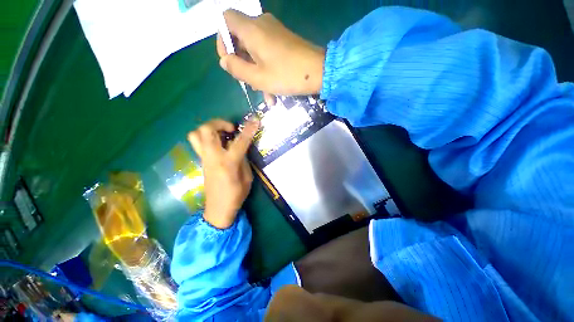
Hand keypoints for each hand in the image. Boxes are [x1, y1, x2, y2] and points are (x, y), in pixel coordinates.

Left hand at [187, 119, 259, 228]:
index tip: (255, 120)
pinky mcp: (201, 161)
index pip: (240, 141)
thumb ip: (244, 160)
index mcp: (228, 163)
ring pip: (197, 134)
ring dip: (210, 128)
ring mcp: (204, 158)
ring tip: (223, 134)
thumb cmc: (236, 195)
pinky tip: (220, 143)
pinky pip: (199, 142)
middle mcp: (213, 157)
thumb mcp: (247, 177)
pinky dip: (208, 137)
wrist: (218, 209)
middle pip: (207, 130)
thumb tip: (242, 147)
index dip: (248, 129)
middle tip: (231, 129)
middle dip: (220, 123)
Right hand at [217, 10, 324, 97]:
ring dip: (257, 73)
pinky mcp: (284, 42)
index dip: (223, 40)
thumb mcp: (258, 78)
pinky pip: (268, 54)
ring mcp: (275, 33)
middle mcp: (262, 25)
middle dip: (242, 63)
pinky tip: (274, 93)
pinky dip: (267, 71)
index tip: (229, 61)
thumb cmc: (287, 75)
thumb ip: (236, 68)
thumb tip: (225, 61)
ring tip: (266, 95)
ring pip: (256, 51)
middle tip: (248, 83)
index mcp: (251, 29)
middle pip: (241, 39)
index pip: (226, 20)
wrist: (319, 72)